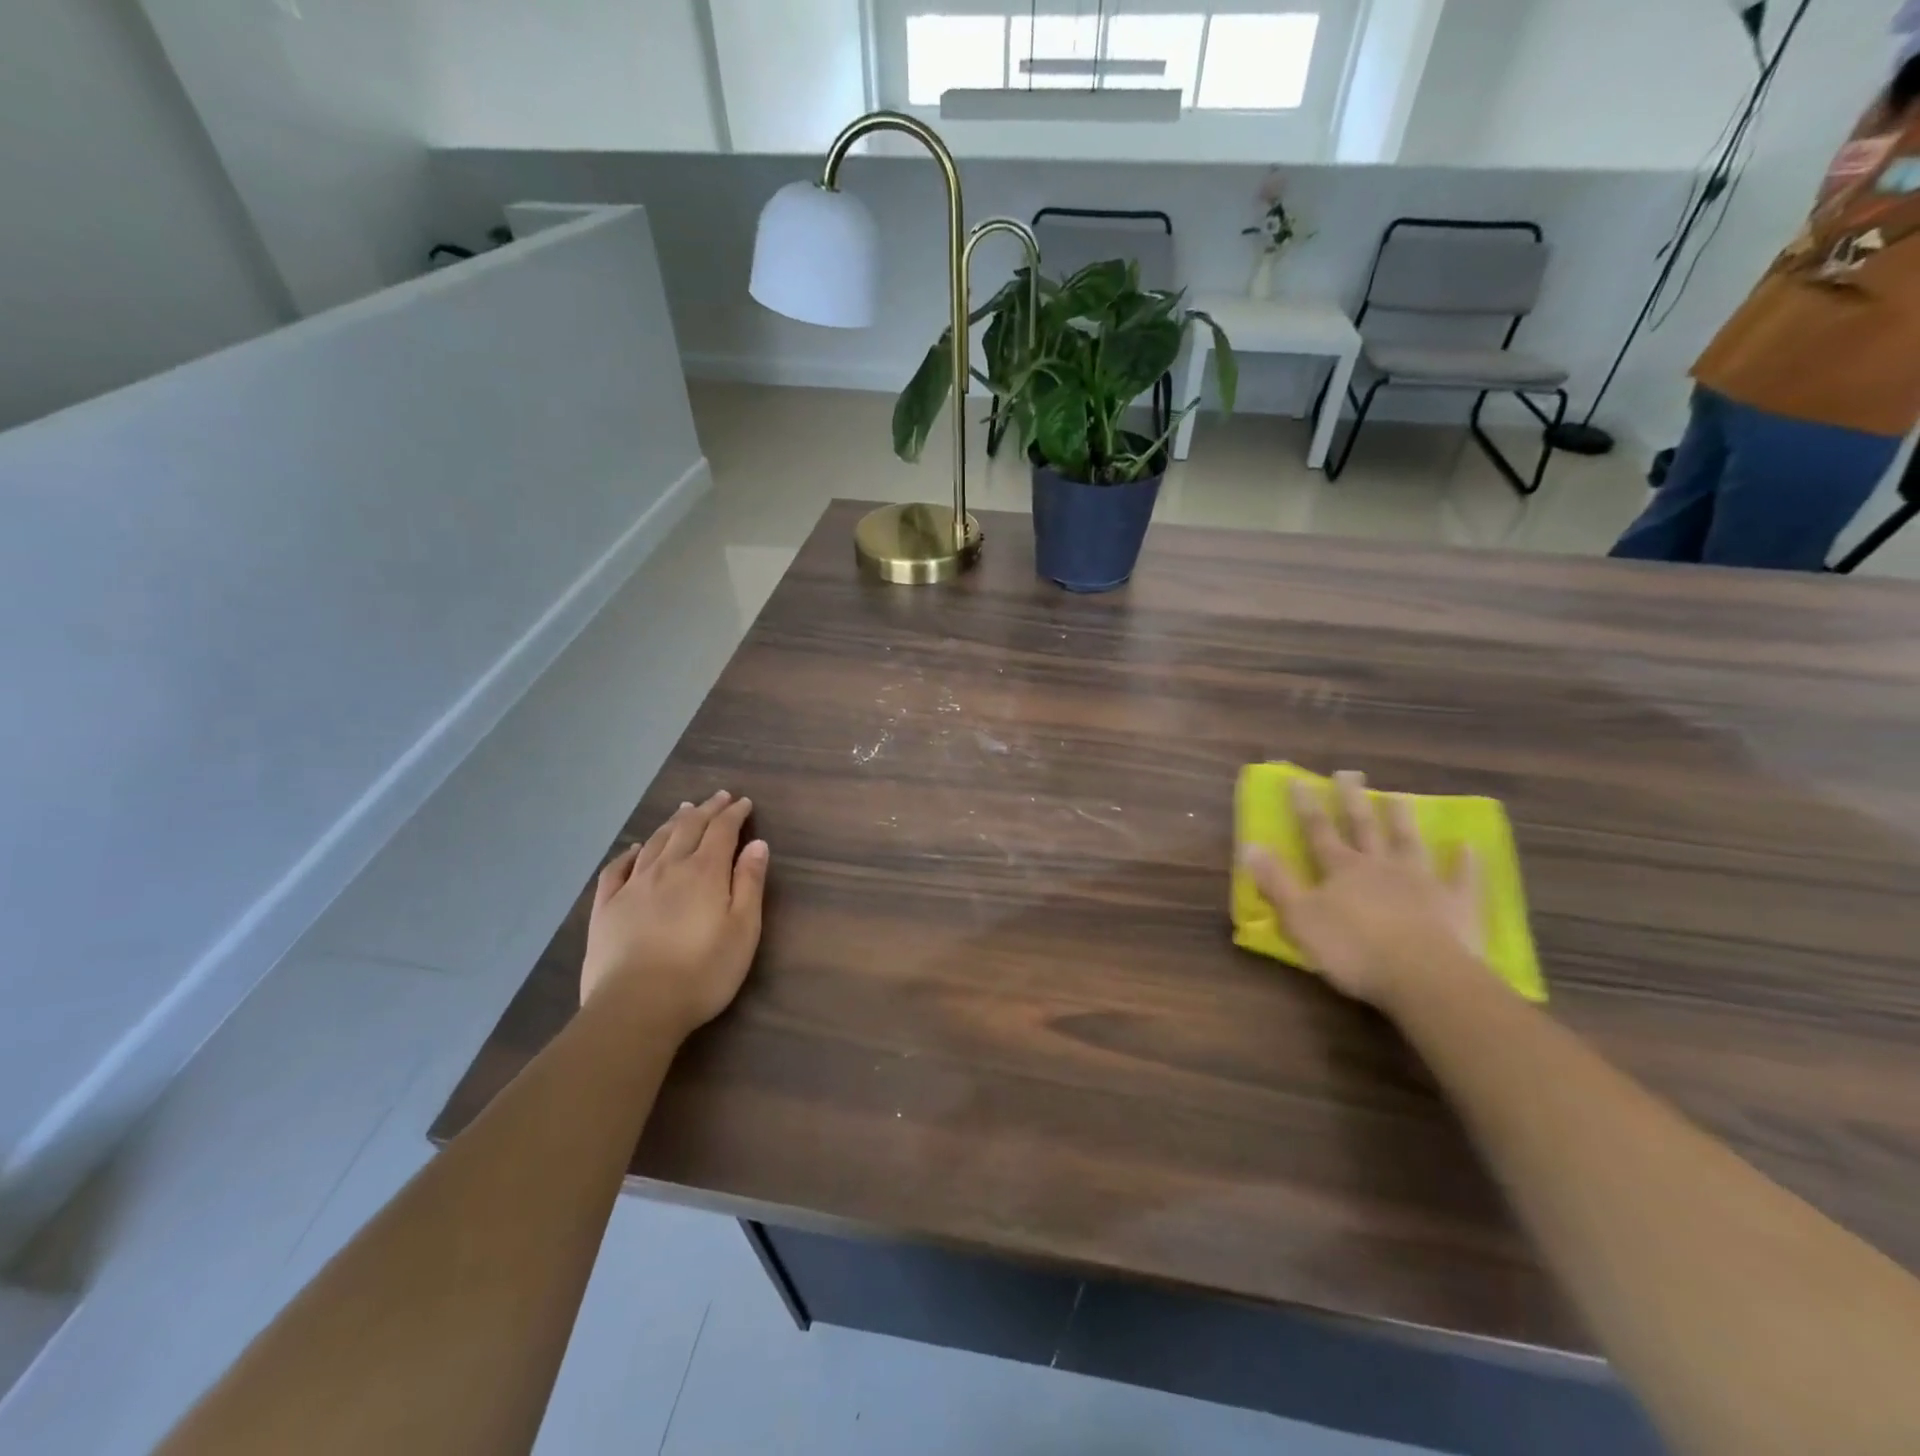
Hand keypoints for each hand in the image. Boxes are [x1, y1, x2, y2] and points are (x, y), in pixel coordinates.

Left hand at [581, 791, 769, 1039]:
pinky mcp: (606, 907)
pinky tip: (636, 849)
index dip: (734, 814)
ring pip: (655, 842)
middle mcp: (668, 868)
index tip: (744, 802)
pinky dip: (630, 853)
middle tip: (718, 797)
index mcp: (705, 872)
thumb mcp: (743, 929)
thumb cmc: (702, 971)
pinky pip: (617, 869)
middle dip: (706, 810)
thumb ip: (750, 883)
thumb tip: (757, 844)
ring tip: (683, 810)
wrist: (636, 1006)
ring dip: (672, 822)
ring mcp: (633, 886)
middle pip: (688, 828)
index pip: (722, 831)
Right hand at [1240, 771, 1482, 1008]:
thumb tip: (1250, 845)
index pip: (1318, 830)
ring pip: (1409, 843)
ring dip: (1402, 820)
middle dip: (1353, 800)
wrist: (1424, 977)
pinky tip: (1468, 846)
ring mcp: (1422, 882)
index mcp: (1341, 869)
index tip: (1298, 780)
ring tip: (1398, 797)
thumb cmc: (1353, 949)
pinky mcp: (1457, 905)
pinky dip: (1465, 863)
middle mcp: (1380, 866)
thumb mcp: (1299, 918)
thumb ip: (1275, 882)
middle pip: (1364, 827)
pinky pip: (1463, 878)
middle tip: (1350, 774)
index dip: (1305, 806)